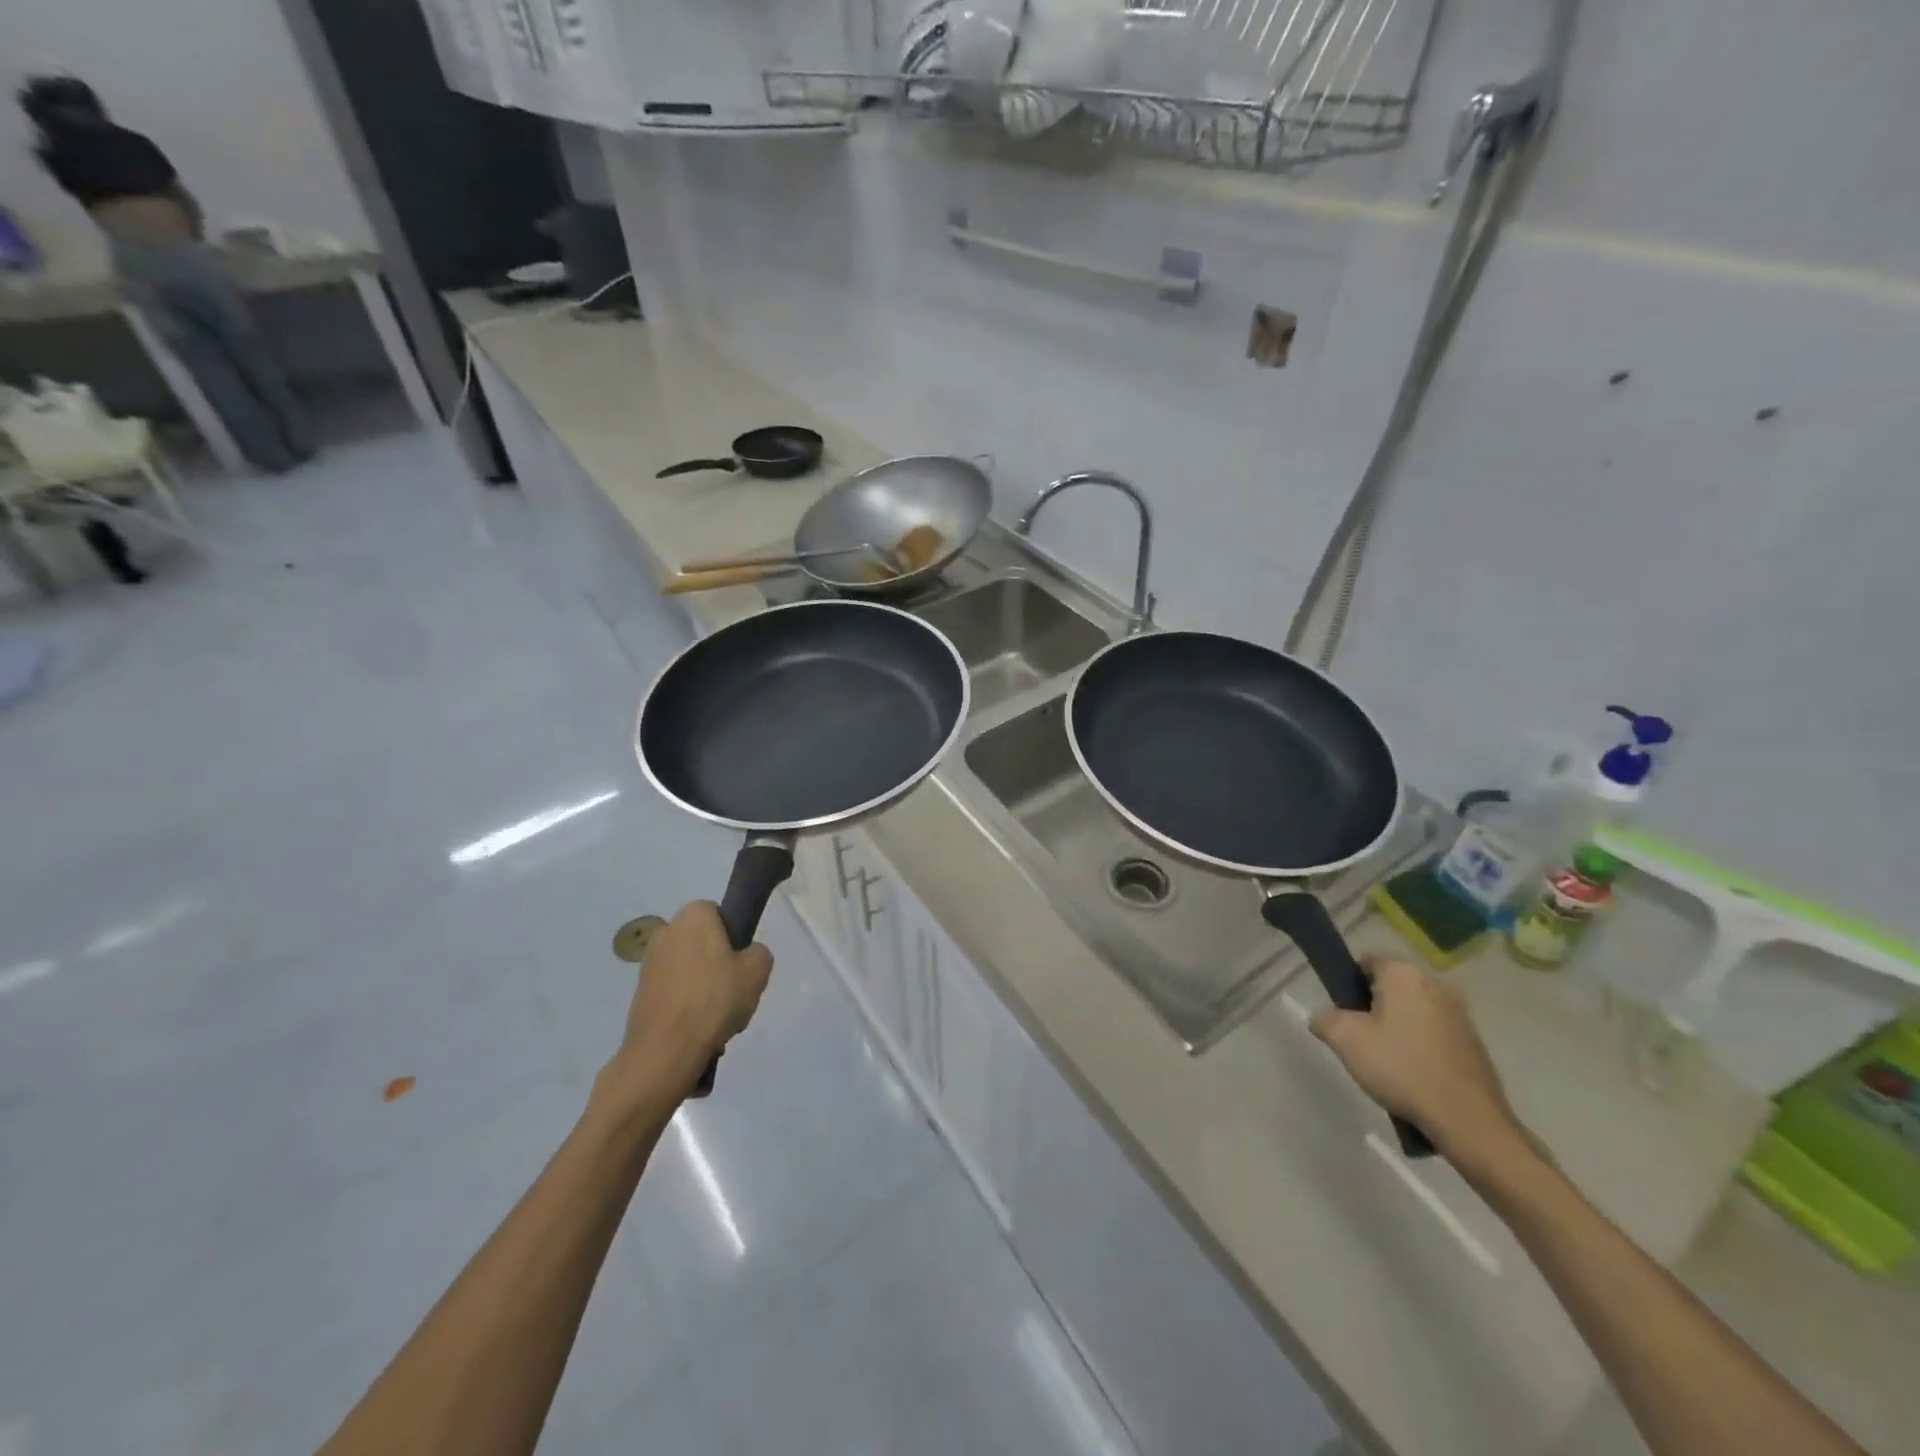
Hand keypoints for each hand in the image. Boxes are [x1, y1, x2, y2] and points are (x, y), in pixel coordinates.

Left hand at [603, 902, 772, 1105]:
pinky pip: (675, 994)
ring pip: (690, 971)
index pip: (719, 913)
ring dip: (704, 989)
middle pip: (704, 944)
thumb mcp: (758, 970)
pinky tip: (700, 1031)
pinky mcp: (639, 994)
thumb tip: (747, 957)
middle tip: (735, 993)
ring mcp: (648, 964)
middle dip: (719, 965)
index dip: (734, 936)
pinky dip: (687, 1007)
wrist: (665, 1051)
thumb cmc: (714, 999)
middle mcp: (666, 931)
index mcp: (693, 916)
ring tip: (719, 1020)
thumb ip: (759, 952)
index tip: (742, 962)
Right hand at [1309, 956, 1530, 1167]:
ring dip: (1398, 1025)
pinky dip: (1420, 1043)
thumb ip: (1324, 1019)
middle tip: (1362, 1039)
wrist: (1468, 1119)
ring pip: (1413, 1009)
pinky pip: (1434, 1030)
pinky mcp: (1474, 1039)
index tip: (1344, 1013)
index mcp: (1403, 974)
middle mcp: (1434, 983)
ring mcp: (1459, 1012)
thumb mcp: (1345, 1040)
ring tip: (1388, 1060)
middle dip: (1373, 1006)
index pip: (1365, 962)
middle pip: (1390, 986)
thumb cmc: (1402, 1068)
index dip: (1349, 984)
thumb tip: (1323, 1018)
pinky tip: (1415, 1073)